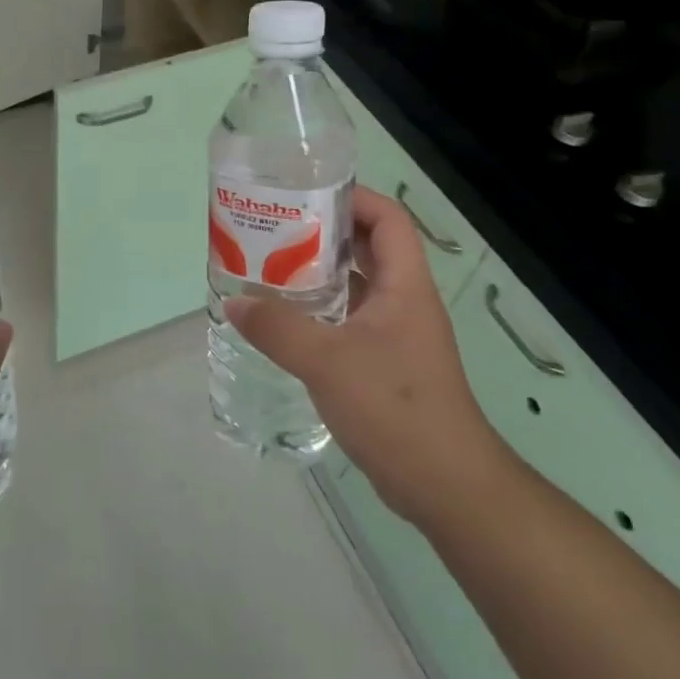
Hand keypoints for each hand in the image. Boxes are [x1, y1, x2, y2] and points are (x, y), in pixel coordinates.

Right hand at [226, 184, 505, 527]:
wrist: (444, 483)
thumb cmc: (394, 407)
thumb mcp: (327, 361)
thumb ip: (278, 328)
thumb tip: (234, 302)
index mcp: (404, 285)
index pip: (388, 219)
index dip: (353, 198)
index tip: (306, 195)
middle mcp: (404, 302)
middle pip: (368, 248)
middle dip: (324, 233)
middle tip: (275, 230)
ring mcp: (396, 335)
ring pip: (356, 287)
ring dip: (318, 275)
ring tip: (270, 268)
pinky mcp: (385, 365)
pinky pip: (349, 321)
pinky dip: (320, 313)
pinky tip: (285, 322)